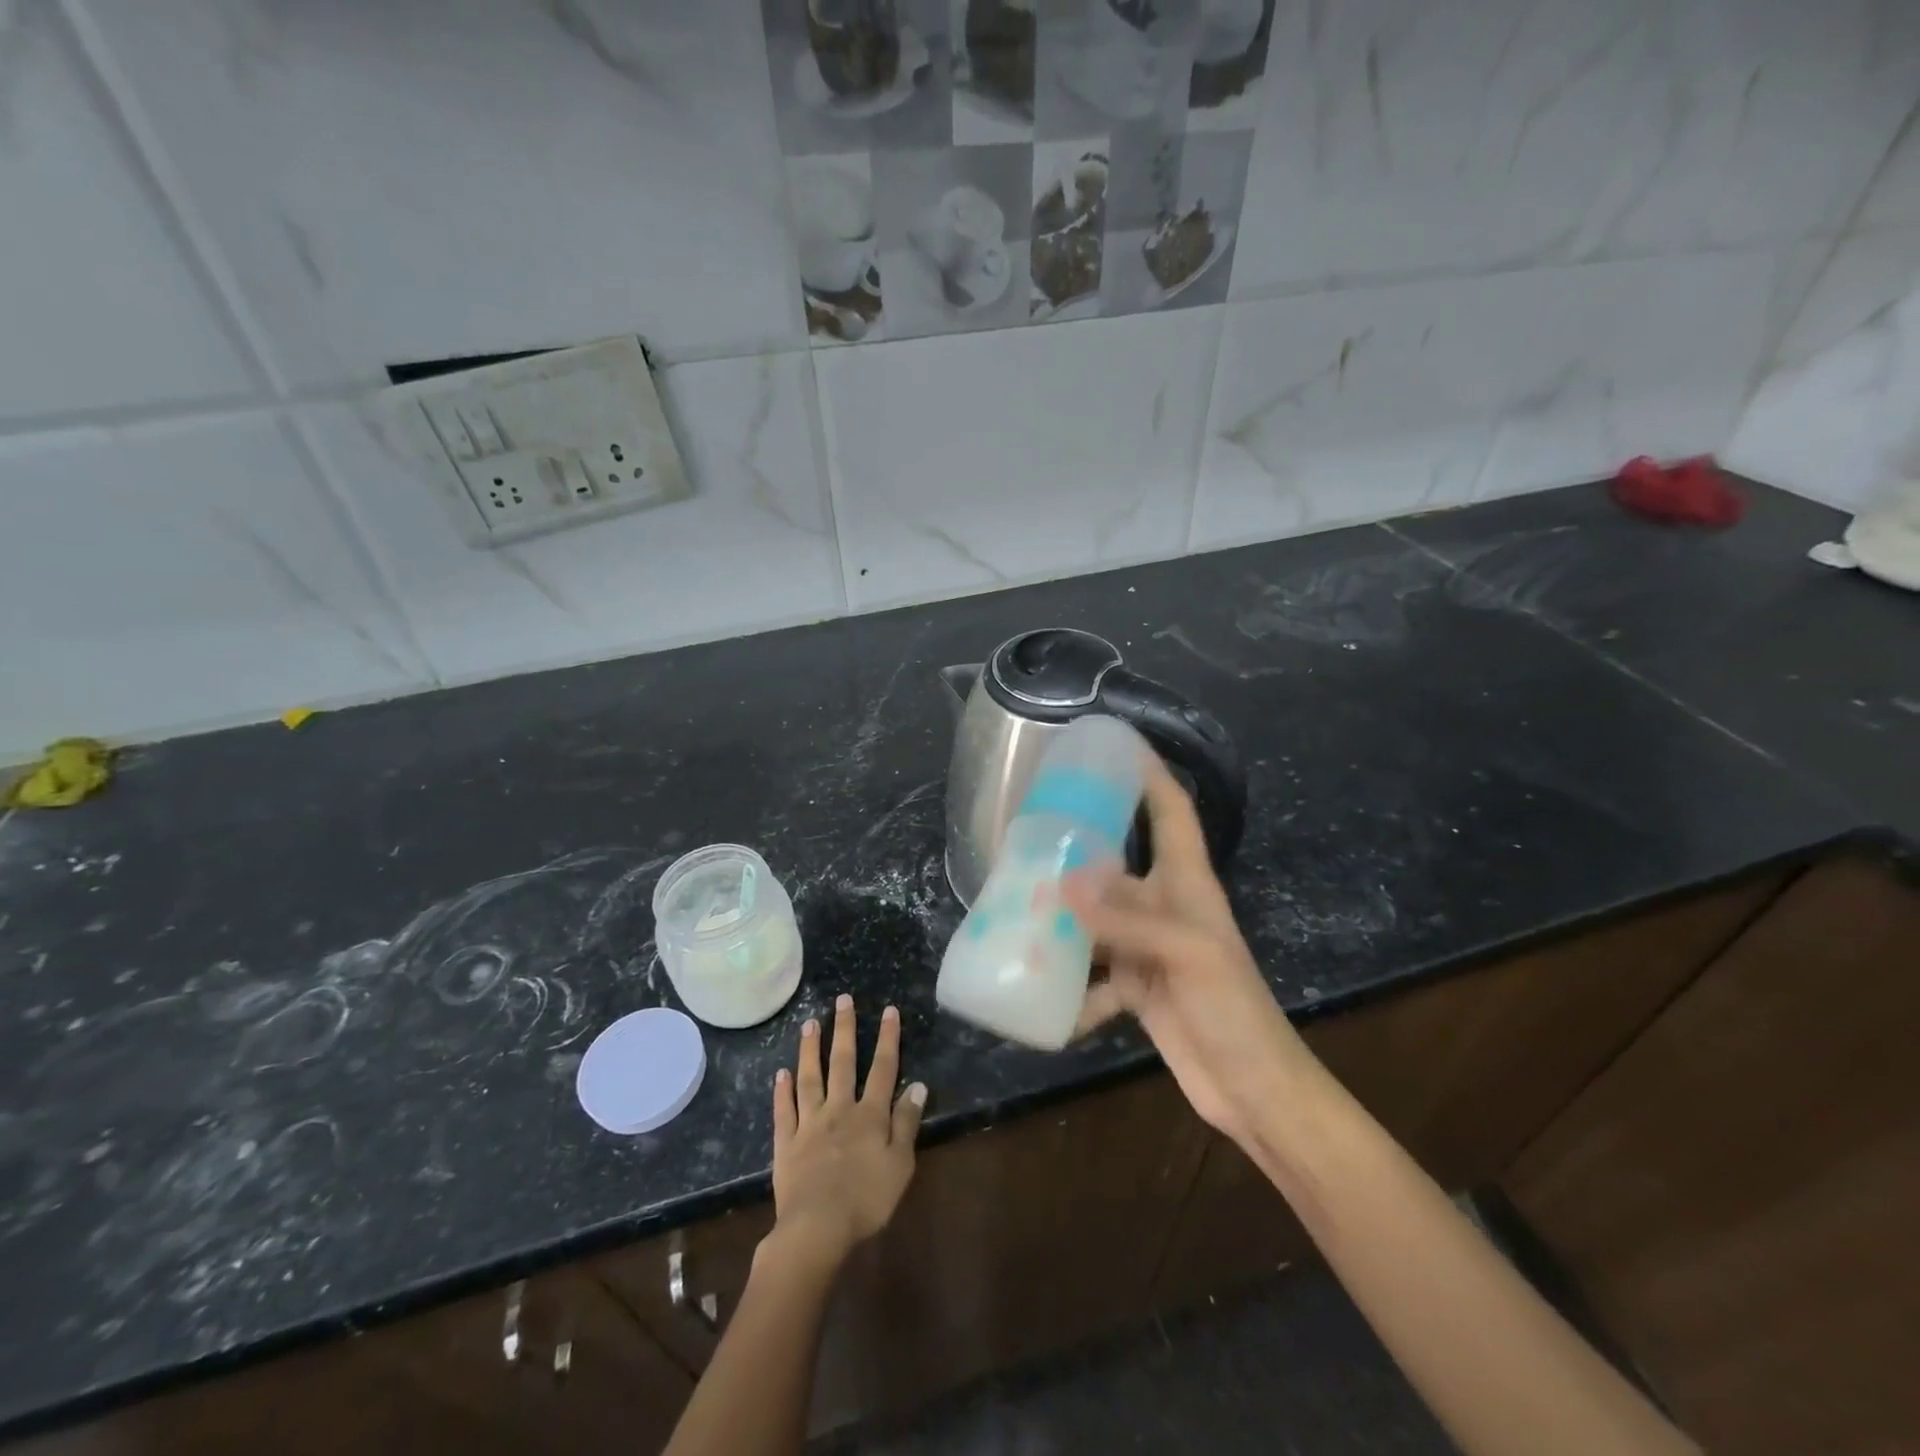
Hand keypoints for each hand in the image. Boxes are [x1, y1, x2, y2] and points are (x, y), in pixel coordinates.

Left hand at [770, 995, 925, 1267]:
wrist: (817, 1228)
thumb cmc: (867, 1199)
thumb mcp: (900, 1164)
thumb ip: (907, 1122)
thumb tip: (918, 1085)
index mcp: (870, 1115)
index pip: (883, 1069)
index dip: (888, 1038)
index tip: (889, 1010)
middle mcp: (839, 1109)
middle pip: (842, 1063)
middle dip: (844, 1029)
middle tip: (842, 1000)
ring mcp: (809, 1124)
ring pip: (810, 1078)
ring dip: (810, 1049)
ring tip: (809, 1023)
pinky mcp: (786, 1144)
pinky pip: (784, 1111)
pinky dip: (782, 1091)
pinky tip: (781, 1073)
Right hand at [1064, 757, 1314, 1143]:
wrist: (1255, 1091)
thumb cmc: (1234, 1009)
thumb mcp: (1187, 954)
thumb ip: (1126, 918)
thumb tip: (1061, 884)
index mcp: (1188, 884)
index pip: (1171, 812)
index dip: (1149, 774)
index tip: (1115, 744)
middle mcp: (1165, 907)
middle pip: (1117, 864)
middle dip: (1078, 850)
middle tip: (1029, 833)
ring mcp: (1148, 950)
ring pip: (1096, 921)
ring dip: (1064, 922)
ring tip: (1017, 911)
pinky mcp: (1136, 989)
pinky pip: (1093, 977)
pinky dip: (1072, 990)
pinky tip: (1044, 1000)